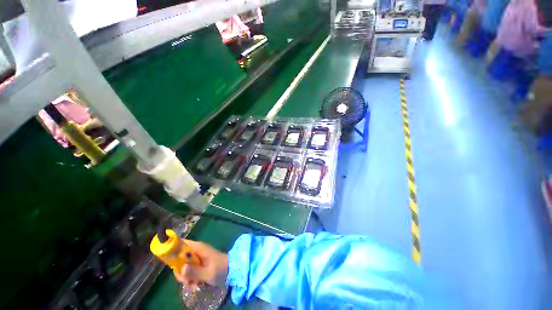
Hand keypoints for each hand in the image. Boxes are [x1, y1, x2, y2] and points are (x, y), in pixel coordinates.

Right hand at [173, 240, 228, 289]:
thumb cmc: (220, 269)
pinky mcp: (199, 264)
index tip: (169, 262)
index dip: (172, 249)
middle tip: (185, 280)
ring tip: (193, 285)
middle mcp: (196, 251)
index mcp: (198, 248)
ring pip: (183, 267)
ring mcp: (197, 258)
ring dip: (185, 277)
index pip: (181, 243)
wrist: (231, 270)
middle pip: (179, 259)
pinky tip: (195, 286)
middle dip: (180, 271)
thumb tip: (181, 268)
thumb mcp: (208, 273)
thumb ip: (194, 271)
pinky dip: (190, 279)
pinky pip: (189, 271)